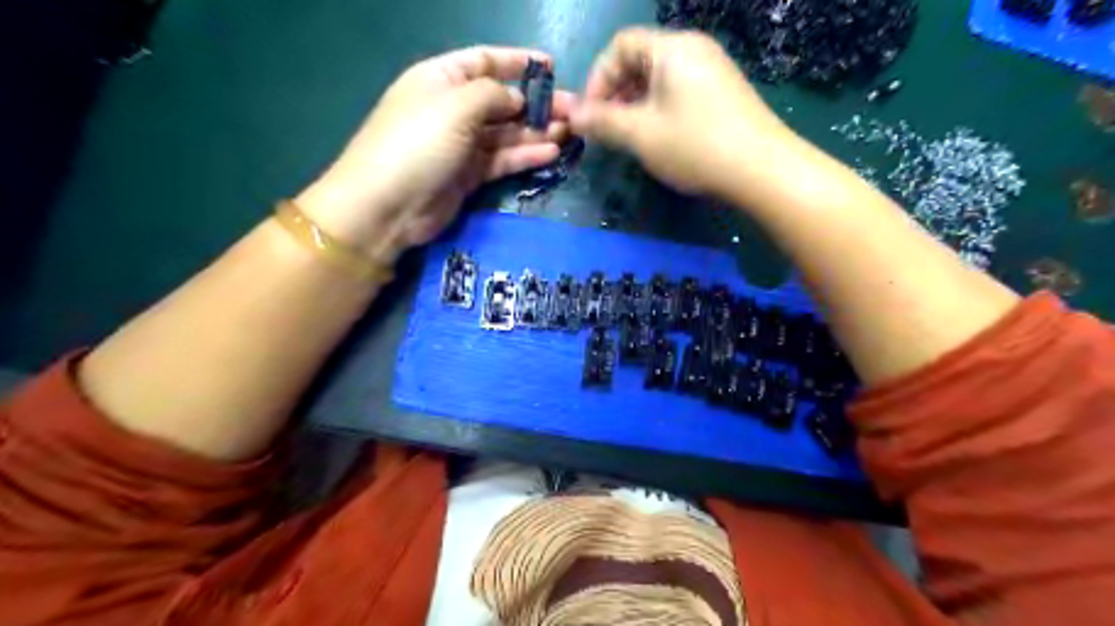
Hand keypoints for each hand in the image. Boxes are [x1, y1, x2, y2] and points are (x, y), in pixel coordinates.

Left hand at [295, 47, 573, 260]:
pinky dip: (525, 155)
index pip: (485, 61)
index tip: (551, 68)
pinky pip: (503, 159)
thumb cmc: (417, 144)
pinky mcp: (469, 175)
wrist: (387, 206)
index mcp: (442, 79)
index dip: (517, 62)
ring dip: (536, 131)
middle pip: (501, 100)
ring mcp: (461, 144)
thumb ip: (492, 95)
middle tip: (572, 110)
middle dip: (536, 104)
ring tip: (569, 131)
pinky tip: (551, 152)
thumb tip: (516, 100)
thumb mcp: (455, 106)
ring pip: (506, 133)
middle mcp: (453, 109)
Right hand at [569, 28, 797, 201]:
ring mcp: (712, 70)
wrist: (763, 169)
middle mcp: (693, 49)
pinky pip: (679, 91)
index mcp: (672, 47)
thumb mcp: (641, 134)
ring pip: (659, 79)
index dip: (597, 78)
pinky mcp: (723, 93)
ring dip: (634, 104)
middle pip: (640, 60)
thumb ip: (602, 122)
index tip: (589, 114)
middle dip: (615, 93)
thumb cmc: (695, 146)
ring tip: (627, 137)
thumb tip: (572, 116)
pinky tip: (657, 138)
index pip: (620, 45)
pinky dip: (658, 109)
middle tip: (605, 129)